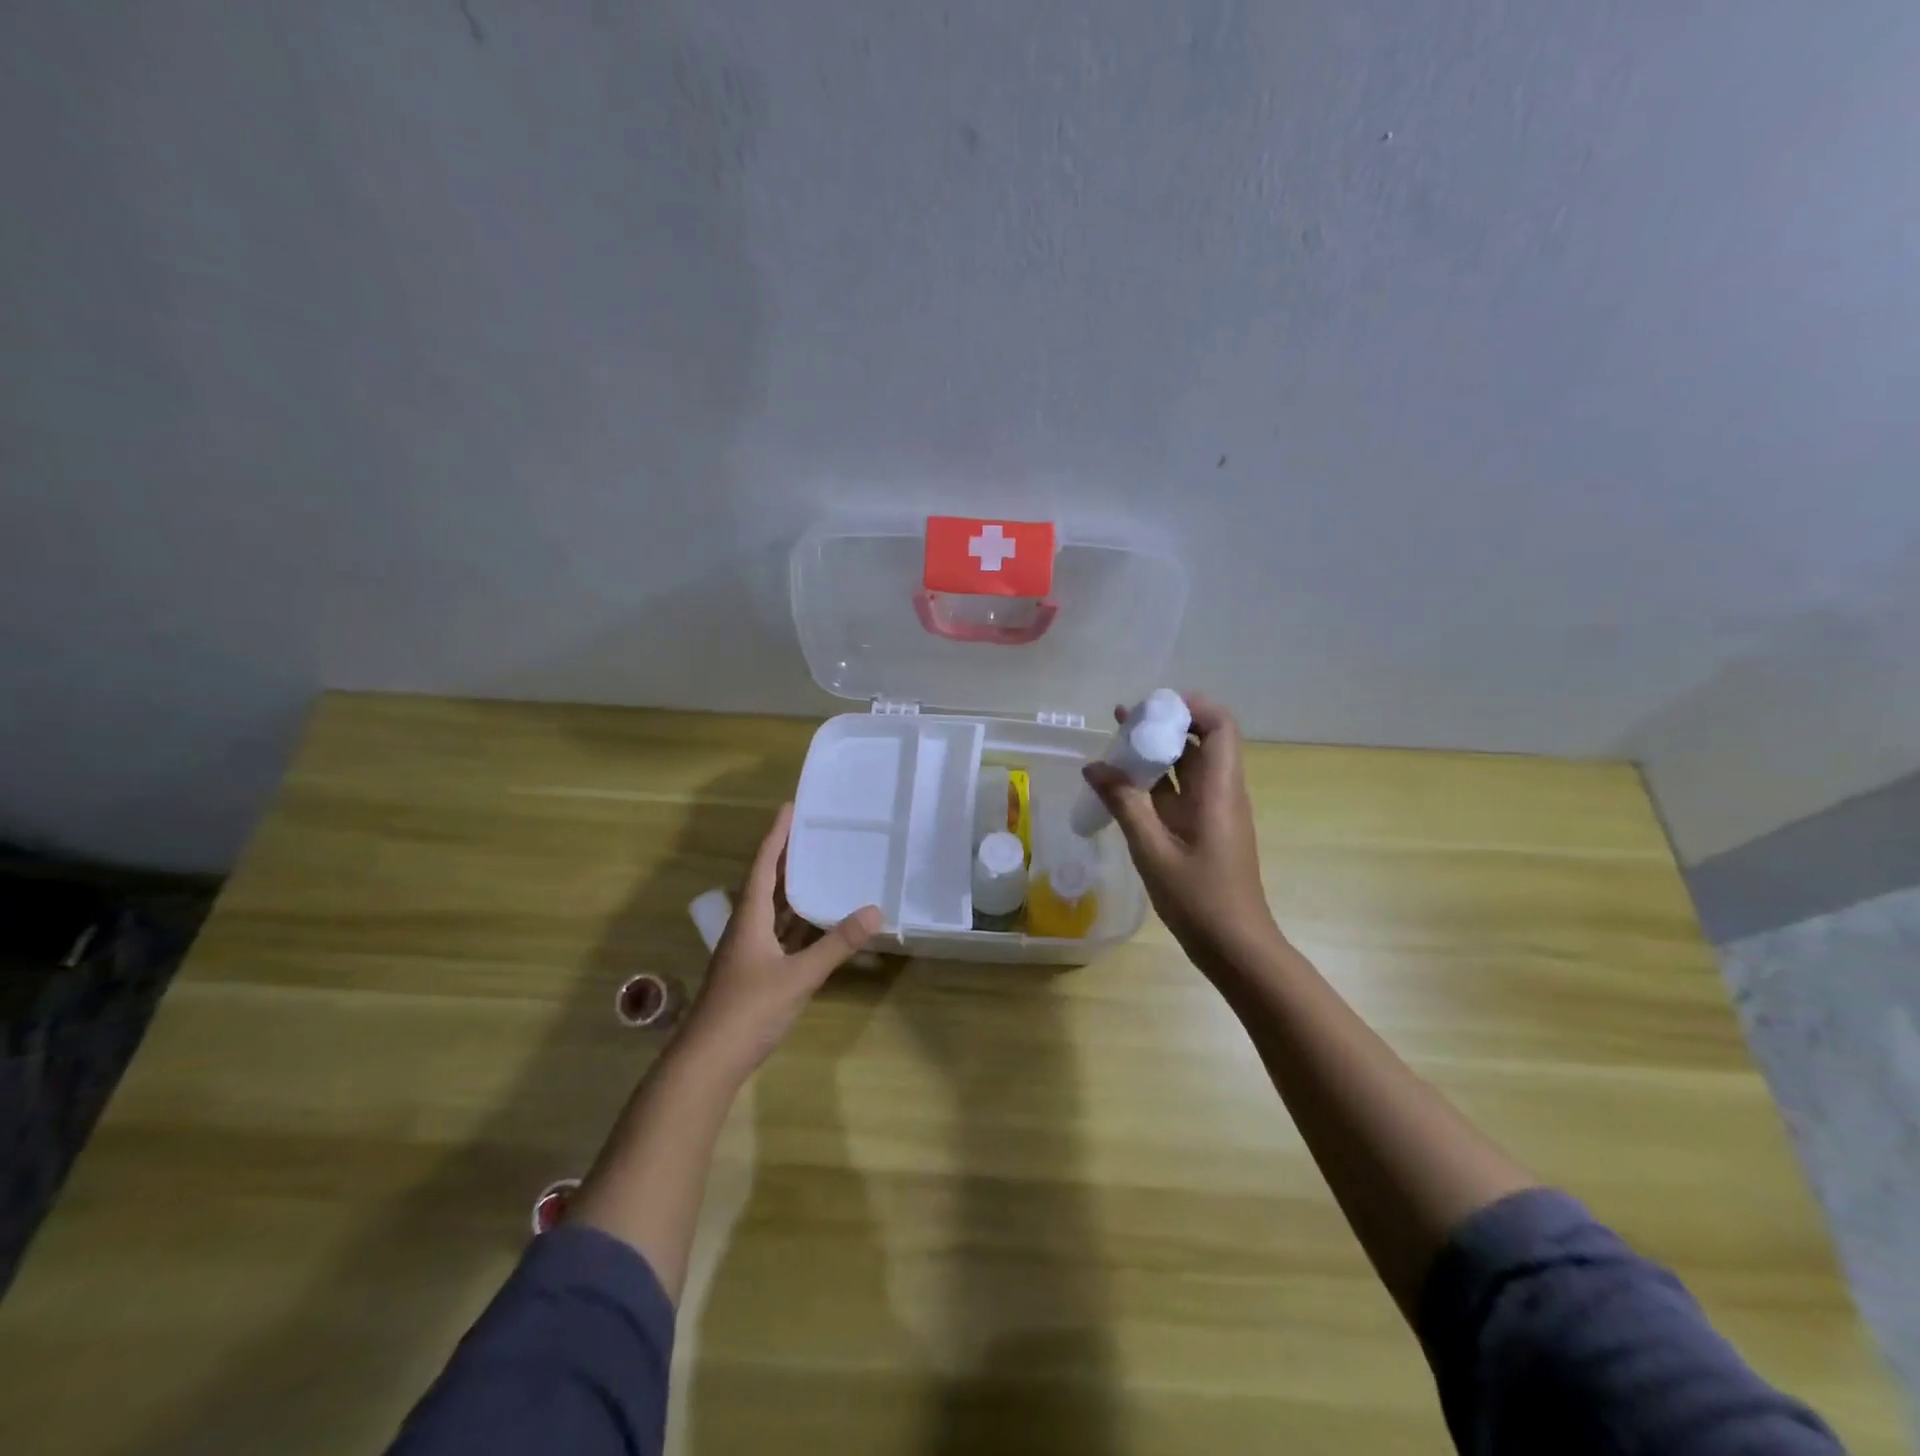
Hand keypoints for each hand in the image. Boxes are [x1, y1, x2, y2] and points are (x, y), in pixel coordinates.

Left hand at [680, 803, 880, 1075]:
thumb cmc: (748, 1009)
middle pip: (767, 883)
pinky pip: (780, 935)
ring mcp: (749, 952)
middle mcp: (746, 928)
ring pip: (773, 910)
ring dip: (793, 890)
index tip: (791, 808)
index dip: (777, 836)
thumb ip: (836, 944)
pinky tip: (818, 922)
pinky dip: (798, 923)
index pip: (763, 865)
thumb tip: (874, 911)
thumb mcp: (799, 975)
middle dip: (788, 857)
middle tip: (815, 833)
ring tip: (822, 868)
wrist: (708, 1062)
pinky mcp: (756, 973)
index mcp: (749, 918)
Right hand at [1082, 694, 1283, 977]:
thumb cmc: (1199, 899)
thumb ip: (1123, 804)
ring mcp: (1213, 810)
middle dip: (1164, 724)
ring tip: (1115, 744)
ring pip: (1188, 765)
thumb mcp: (1152, 850)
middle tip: (1122, 722)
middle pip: (1201, 739)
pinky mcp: (1203, 828)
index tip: (1151, 707)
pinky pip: (1180, 790)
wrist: (1235, 947)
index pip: (1220, 725)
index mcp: (1219, 790)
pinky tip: (1122, 784)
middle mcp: (1221, 791)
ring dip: (1156, 751)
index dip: (1190, 706)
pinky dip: (1154, 780)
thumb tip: (1093, 766)